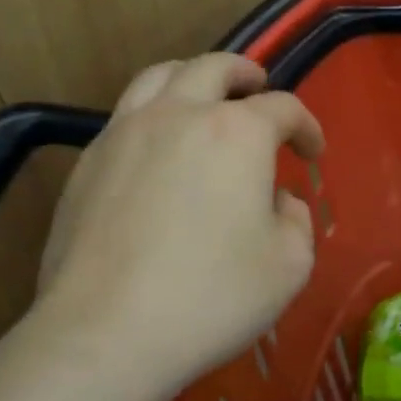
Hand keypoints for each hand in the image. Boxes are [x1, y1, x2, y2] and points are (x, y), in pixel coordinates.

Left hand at [30, 54, 323, 388]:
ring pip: (159, 77)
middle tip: (259, 89)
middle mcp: (178, 115)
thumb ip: (296, 220)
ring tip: (204, 98)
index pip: (283, 108)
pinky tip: (158, 151)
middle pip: (215, 68)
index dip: (306, 126)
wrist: (106, 333)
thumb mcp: (289, 265)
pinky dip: (153, 115)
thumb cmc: (212, 296)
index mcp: (236, 133)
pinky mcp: (87, 163)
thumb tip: (277, 201)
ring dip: (193, 78)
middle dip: (246, 74)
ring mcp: (124, 133)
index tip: (313, 153)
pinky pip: (125, 116)